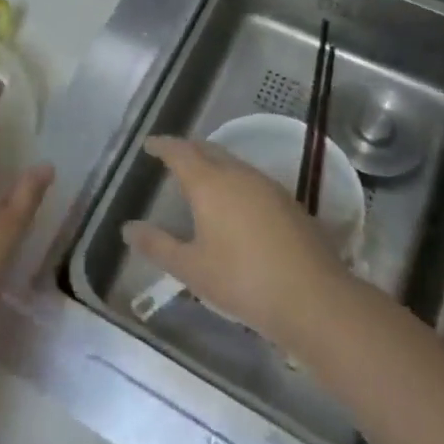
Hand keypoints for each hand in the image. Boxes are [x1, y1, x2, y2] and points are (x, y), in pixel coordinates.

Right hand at [122, 136, 348, 347]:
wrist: (315, 299)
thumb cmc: (243, 281)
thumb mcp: (192, 269)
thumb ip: (157, 245)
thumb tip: (127, 228)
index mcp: (209, 183)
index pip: (179, 151)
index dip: (162, 145)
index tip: (149, 144)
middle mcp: (237, 174)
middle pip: (208, 150)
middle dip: (188, 149)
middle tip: (172, 157)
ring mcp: (267, 185)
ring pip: (233, 163)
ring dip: (213, 163)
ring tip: (202, 179)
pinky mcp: (289, 202)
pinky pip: (252, 179)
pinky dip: (235, 180)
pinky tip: (237, 204)